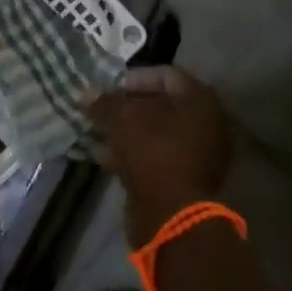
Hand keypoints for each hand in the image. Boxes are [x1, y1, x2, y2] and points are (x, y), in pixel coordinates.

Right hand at [86, 66, 233, 244]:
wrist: (172, 216)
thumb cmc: (153, 152)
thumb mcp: (123, 119)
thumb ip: (104, 102)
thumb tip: (84, 93)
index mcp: (200, 100)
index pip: (165, 74)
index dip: (134, 78)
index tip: (108, 87)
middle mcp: (207, 123)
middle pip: (161, 105)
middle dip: (127, 108)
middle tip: (101, 110)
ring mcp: (200, 155)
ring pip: (157, 134)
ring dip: (127, 133)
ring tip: (97, 134)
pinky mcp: (187, 181)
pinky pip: (158, 158)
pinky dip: (134, 155)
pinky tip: (106, 157)